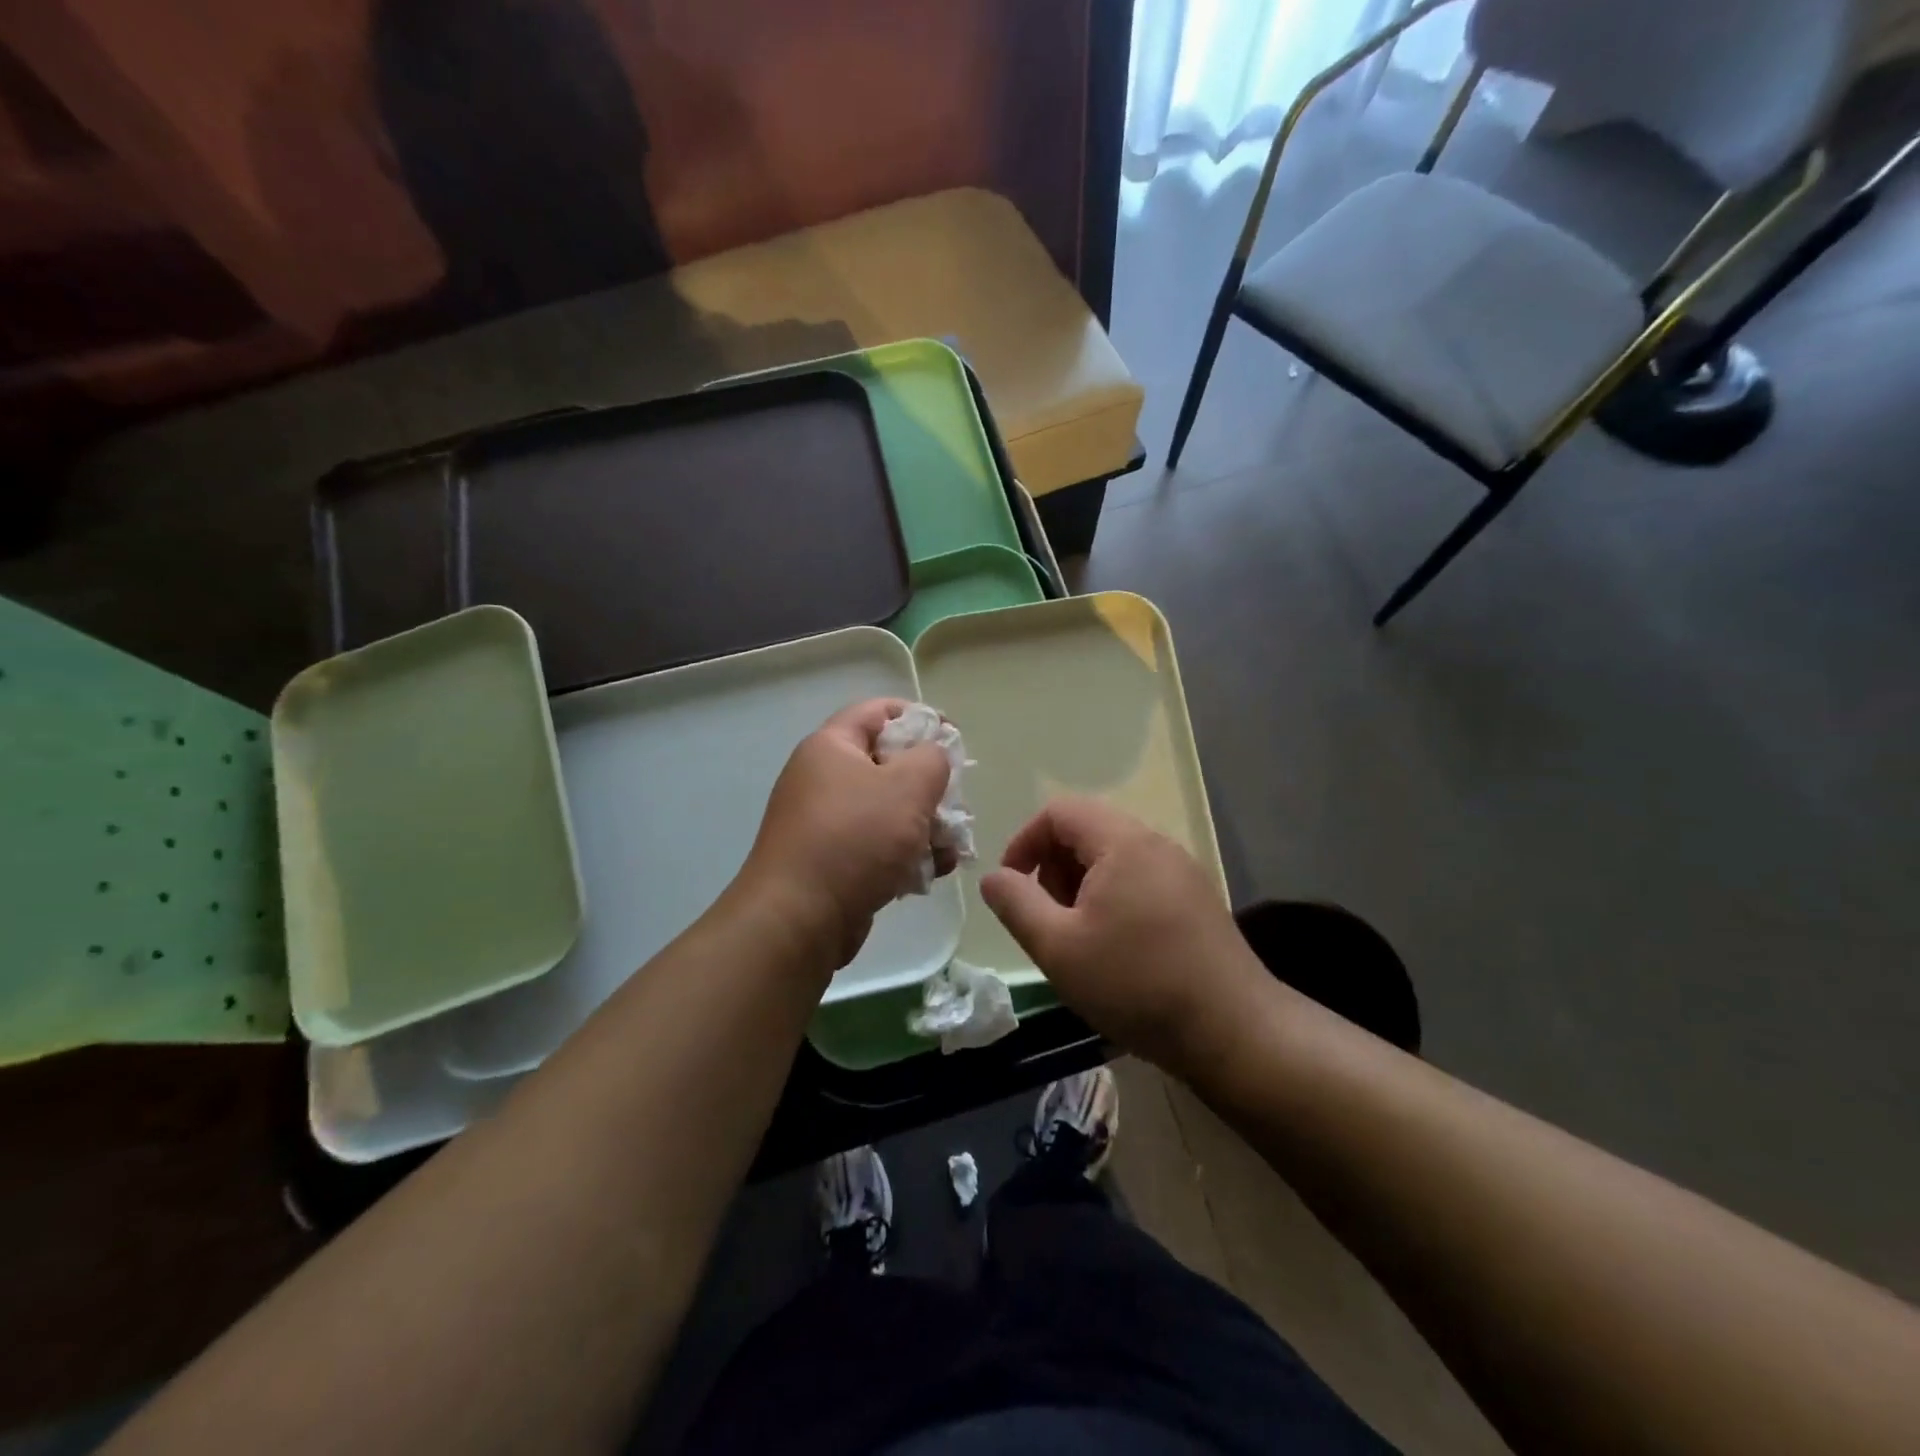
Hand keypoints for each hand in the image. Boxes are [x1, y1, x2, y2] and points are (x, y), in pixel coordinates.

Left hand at [737, 699, 952, 971]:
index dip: (918, 716)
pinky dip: (906, 855)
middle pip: (887, 765)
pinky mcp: (833, 863)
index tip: (953, 737)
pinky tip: (932, 873)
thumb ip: (933, 759)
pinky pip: (877, 847)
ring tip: (951, 847)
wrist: (799, 919)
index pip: (877, 711)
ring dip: (925, 825)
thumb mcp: (908, 786)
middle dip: (929, 784)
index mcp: (831, 747)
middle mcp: (823, 780)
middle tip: (955, 803)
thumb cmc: (856, 839)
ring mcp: (825, 824)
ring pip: (888, 811)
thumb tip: (932, 757)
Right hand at [980, 797, 1267, 1071]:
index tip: (1012, 887)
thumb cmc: (1136, 984)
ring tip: (1078, 938)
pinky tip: (1115, 948)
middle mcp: (1156, 843)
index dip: (1024, 842)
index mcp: (1122, 842)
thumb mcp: (1058, 947)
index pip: (1059, 811)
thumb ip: (1016, 904)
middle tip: (1046, 919)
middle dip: (1053, 867)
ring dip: (1082, 886)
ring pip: (1114, 857)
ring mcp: (1182, 870)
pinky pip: (1140, 879)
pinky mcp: (1197, 899)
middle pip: (1087, 830)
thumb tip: (994, 877)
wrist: (1233, 1031)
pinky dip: (1112, 898)